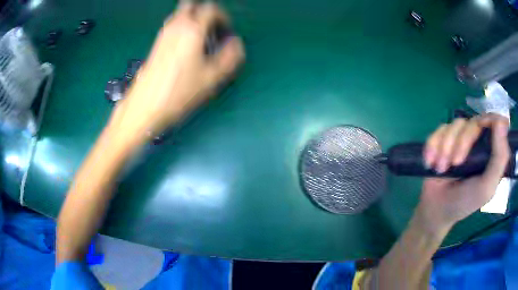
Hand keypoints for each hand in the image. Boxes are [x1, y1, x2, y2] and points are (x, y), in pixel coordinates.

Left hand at [115, 2, 243, 136]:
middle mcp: (176, 26)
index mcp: (193, 29)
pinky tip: (185, 48)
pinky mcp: (156, 43)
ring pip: (180, 14)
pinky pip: (172, 25)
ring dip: (193, 20)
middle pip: (192, 6)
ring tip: (199, 40)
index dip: (223, 17)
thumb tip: (236, 43)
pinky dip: (182, 28)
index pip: (211, 9)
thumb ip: (230, 57)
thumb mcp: (212, 78)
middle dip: (205, 14)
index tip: (226, 32)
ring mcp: (163, 33)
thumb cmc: (179, 92)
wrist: (145, 105)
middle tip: (212, 30)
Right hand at [417, 114, 509, 231]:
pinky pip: (439, 130)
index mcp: (491, 151)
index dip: (489, 119)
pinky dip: (433, 145)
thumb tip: (502, 121)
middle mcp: (478, 140)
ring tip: (440, 168)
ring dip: (445, 146)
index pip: (495, 121)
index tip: (481, 128)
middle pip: (473, 122)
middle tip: (454, 164)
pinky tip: (430, 162)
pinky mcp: (444, 140)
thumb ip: (499, 159)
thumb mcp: (486, 187)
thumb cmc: (465, 202)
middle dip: (462, 142)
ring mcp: (461, 139)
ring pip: (455, 125)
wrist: (437, 210)